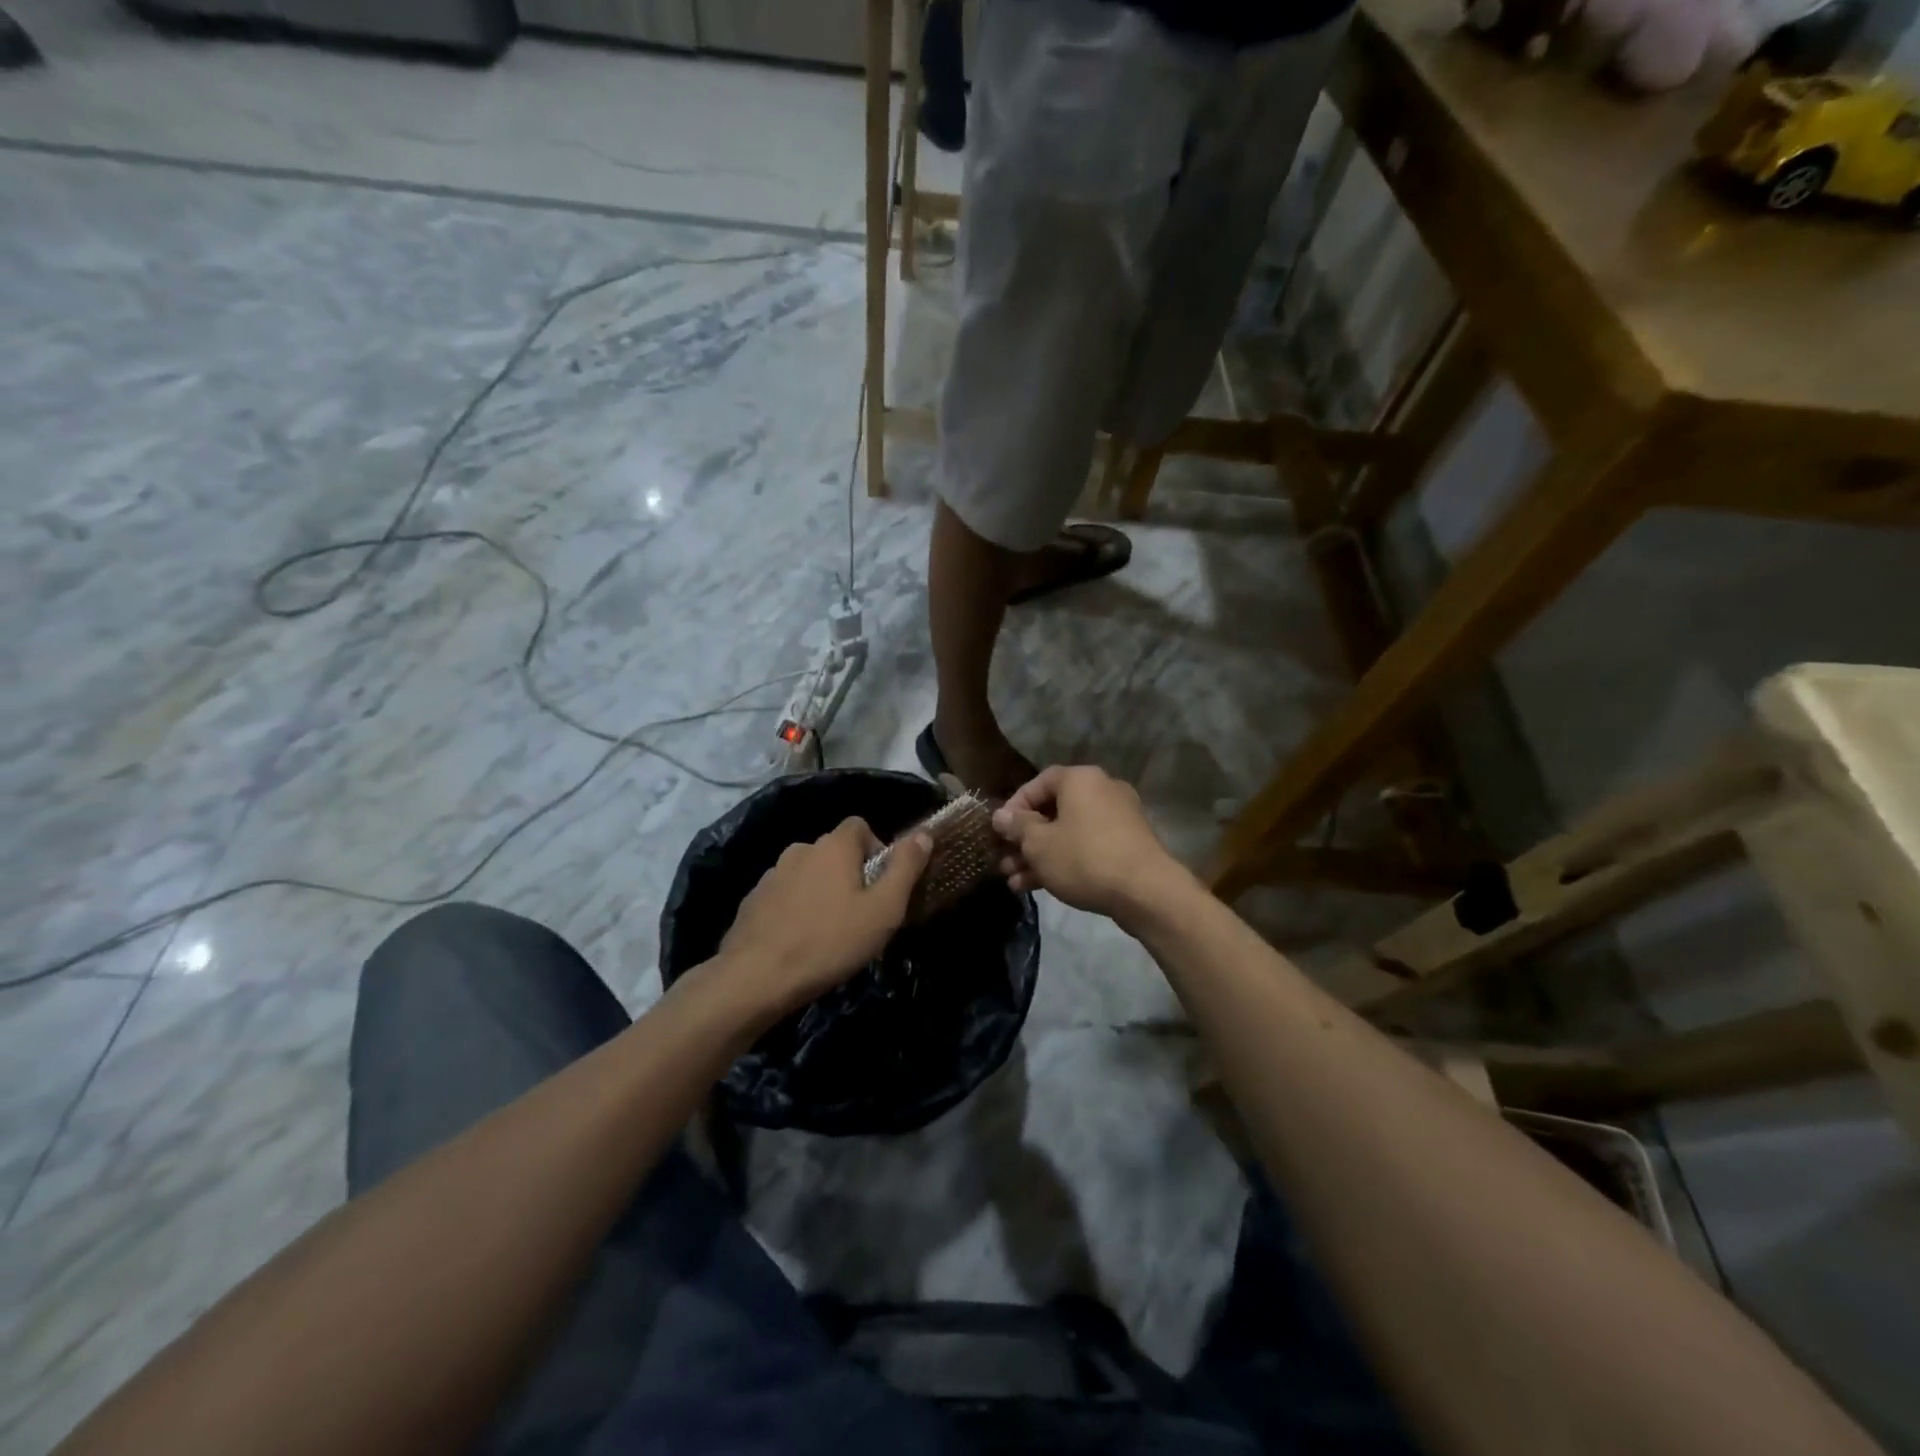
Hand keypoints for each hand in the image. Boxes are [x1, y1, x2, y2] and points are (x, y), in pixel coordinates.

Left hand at [716, 817, 932, 1020]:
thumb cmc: (830, 941)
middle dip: (849, 874)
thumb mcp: (883, 909)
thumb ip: (905, 868)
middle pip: (834, 851)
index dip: (876, 848)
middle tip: (860, 914)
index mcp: (833, 846)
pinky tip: (799, 940)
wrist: (756, 977)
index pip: (859, 825)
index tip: (881, 884)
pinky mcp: (753, 901)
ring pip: (808, 874)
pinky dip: (795, 909)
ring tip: (828, 931)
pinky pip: (784, 895)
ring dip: (821, 892)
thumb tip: (923, 833)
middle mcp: (800, 849)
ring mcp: (772, 874)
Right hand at [991, 766, 1186, 923]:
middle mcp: (1101, 790)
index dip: (1014, 806)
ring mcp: (1118, 818)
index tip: (1000, 831)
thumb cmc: (1084, 858)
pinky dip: (1065, 860)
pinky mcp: (1127, 844)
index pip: (1038, 783)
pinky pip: (1087, 846)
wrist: (1146, 892)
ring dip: (1040, 855)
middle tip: (1004, 862)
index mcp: (1080, 779)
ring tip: (1015, 881)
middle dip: (1025, 839)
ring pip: (1068, 832)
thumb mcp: (1039, 844)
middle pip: (1053, 811)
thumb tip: (1001, 816)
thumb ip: (1017, 827)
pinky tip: (1039, 886)